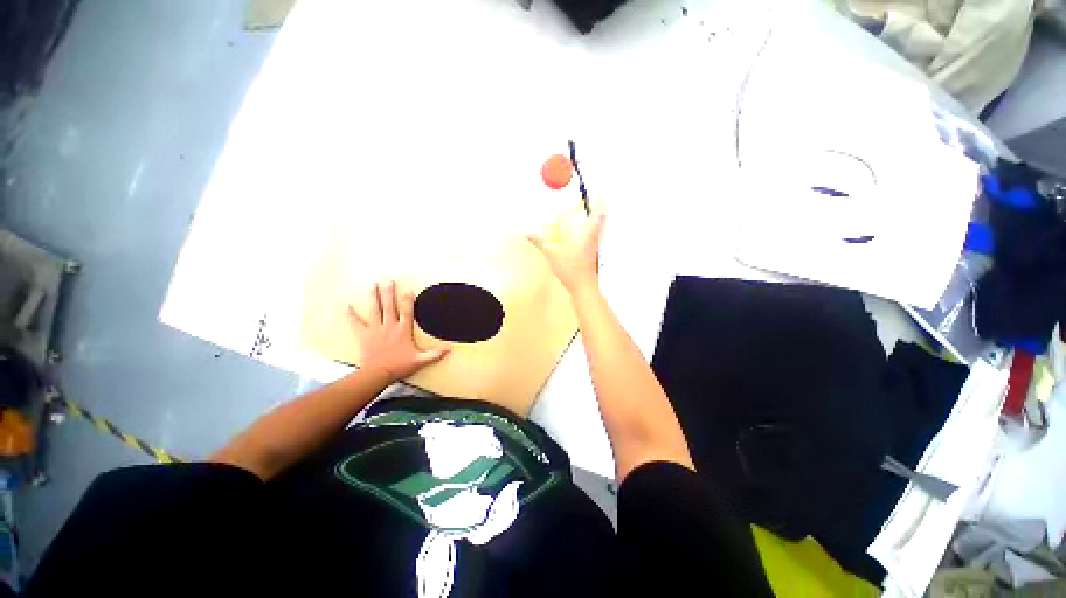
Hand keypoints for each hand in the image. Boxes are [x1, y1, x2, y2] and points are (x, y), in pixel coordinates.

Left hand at [348, 281, 449, 381]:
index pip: (407, 311)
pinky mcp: (364, 335)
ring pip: (375, 310)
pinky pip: (356, 323)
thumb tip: (450, 348)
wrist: (378, 374)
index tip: (408, 289)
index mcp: (403, 330)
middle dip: (389, 292)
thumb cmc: (399, 366)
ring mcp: (376, 329)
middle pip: (389, 306)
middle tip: (387, 280)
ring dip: (374, 297)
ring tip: (373, 285)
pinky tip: (347, 306)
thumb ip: (435, 354)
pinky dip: (351, 315)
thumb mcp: (420, 360)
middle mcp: (390, 326)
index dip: (408, 299)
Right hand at [527, 199, 605, 293]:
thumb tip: (527, 233)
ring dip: (594, 220)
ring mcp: (596, 248)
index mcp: (589, 234)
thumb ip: (540, 242)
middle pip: (600, 219)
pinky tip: (579, 235)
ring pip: (597, 230)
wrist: (584, 289)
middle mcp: (595, 239)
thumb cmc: (572, 269)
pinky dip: (588, 232)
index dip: (600, 201)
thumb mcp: (552, 254)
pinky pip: (592, 239)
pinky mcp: (593, 256)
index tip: (601, 190)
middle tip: (592, 198)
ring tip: (587, 212)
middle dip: (597, 208)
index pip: (599, 213)